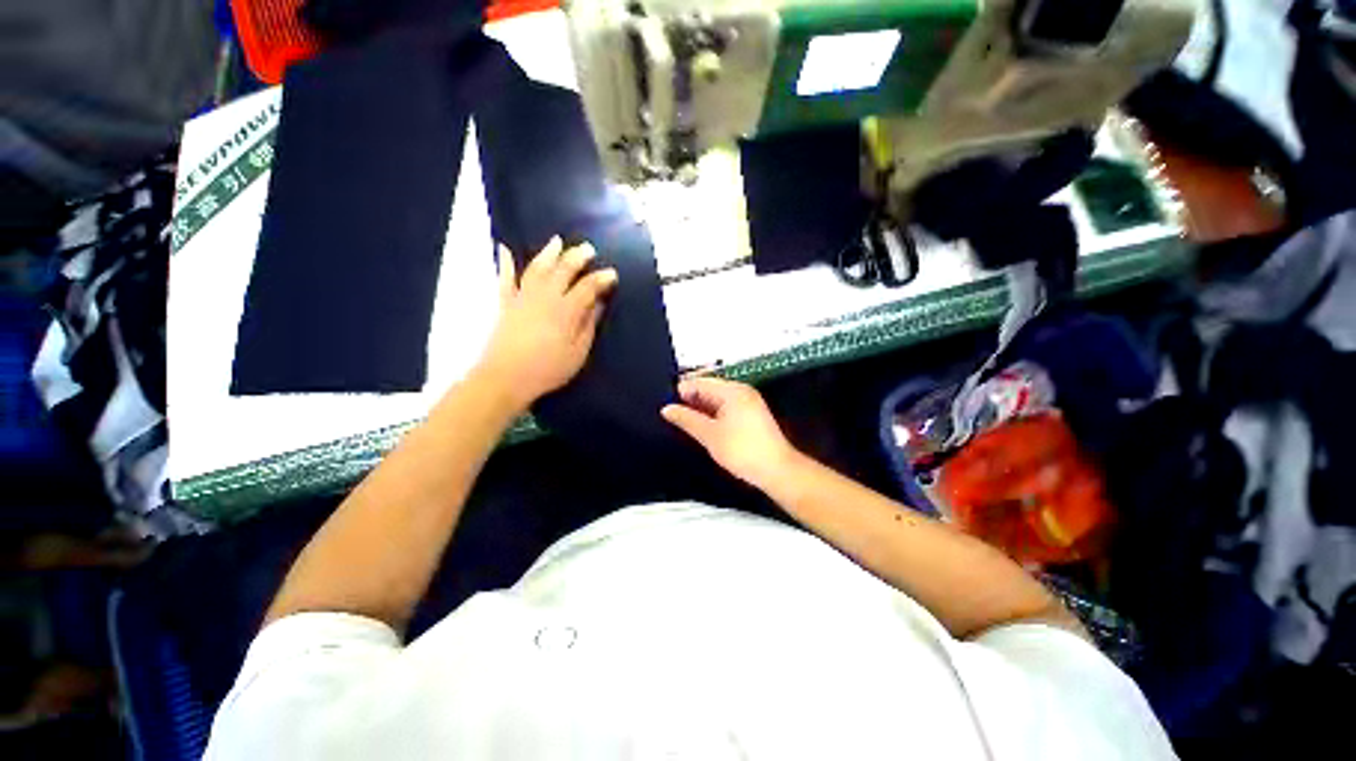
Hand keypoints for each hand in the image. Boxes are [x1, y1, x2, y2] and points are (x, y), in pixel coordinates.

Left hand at [477, 238, 617, 410]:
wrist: (505, 377)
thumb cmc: (548, 369)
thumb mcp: (578, 352)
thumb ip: (588, 326)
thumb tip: (598, 304)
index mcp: (566, 311)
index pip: (587, 287)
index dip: (601, 279)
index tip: (612, 273)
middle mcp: (545, 297)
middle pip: (563, 270)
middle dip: (577, 257)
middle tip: (588, 249)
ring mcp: (523, 297)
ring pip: (537, 268)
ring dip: (549, 253)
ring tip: (557, 241)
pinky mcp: (506, 303)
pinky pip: (505, 278)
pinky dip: (505, 262)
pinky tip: (504, 248)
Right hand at [661, 377, 800, 489]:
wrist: (776, 470)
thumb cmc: (744, 451)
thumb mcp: (709, 435)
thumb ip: (686, 419)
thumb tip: (668, 409)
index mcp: (732, 391)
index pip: (700, 382)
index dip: (680, 391)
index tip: (665, 403)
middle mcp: (742, 392)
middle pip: (709, 389)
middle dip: (690, 400)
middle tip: (671, 414)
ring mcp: (748, 403)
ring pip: (717, 400)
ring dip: (700, 409)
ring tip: (683, 422)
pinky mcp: (751, 415)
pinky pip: (726, 408)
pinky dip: (713, 415)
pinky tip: (702, 427)